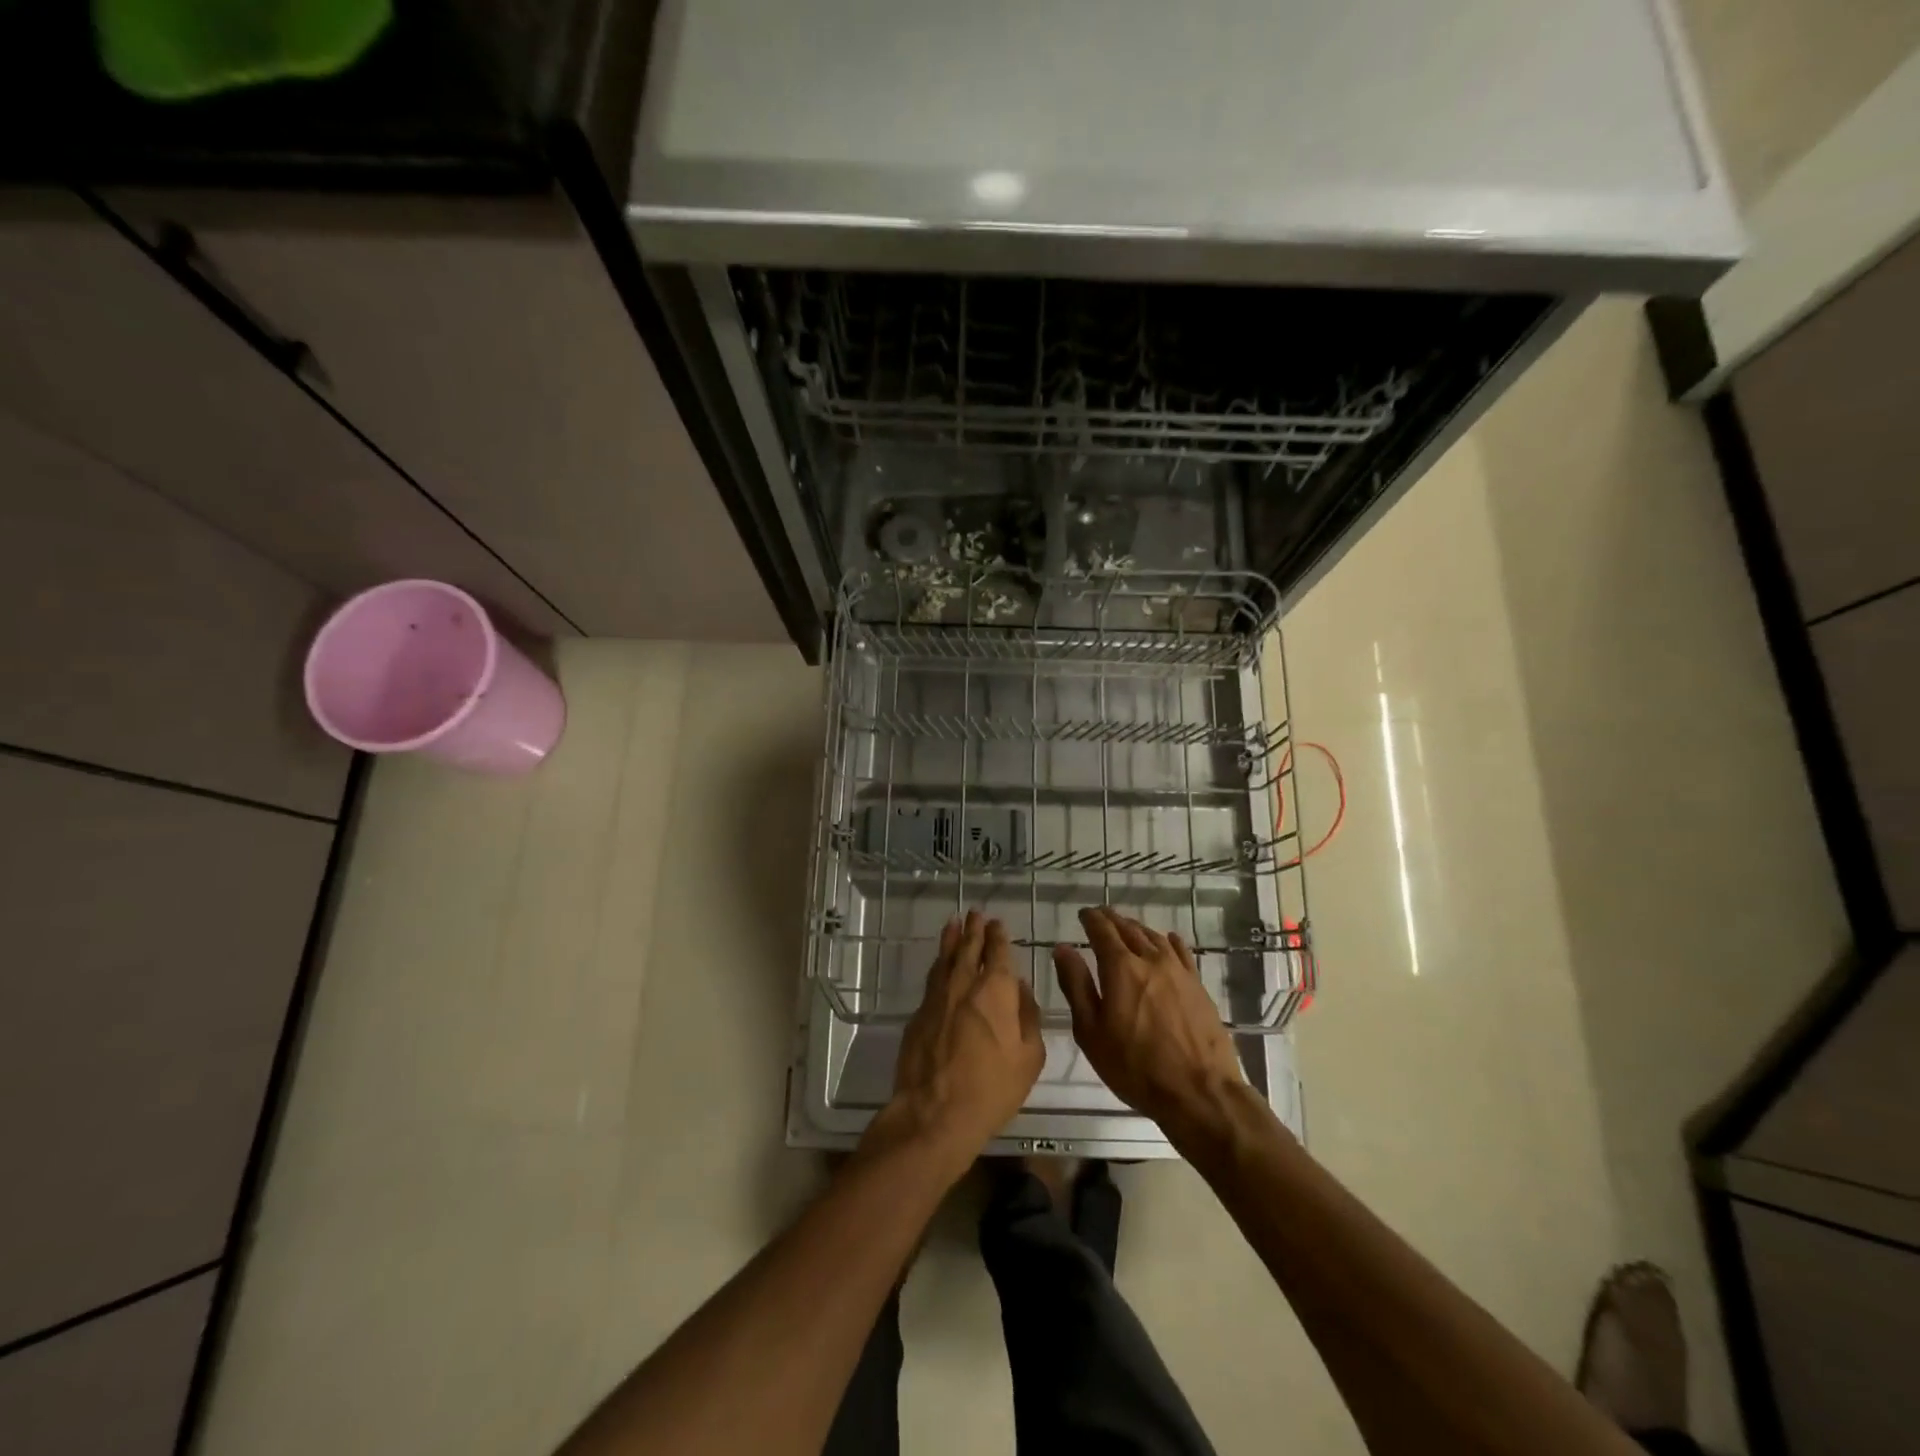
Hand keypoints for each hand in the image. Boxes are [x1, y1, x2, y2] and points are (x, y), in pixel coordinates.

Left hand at [872, 911, 1043, 1170]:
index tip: (997, 924)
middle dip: (973, 930)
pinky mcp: (918, 1014)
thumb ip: (1028, 1017)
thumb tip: (1019, 989)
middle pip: (968, 948)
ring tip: (953, 924)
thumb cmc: (992, 1089)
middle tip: (975, 913)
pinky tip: (940, 964)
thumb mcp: (1029, 1058)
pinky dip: (939, 965)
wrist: (935, 1113)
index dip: (998, 936)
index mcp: (995, 991)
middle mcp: (964, 984)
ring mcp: (937, 997)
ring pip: (945, 959)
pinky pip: (932, 979)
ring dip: (951, 940)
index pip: (998, 952)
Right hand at [1053, 907, 1246, 1140]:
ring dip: (1137, 928)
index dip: (1091, 919)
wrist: (1199, 1092)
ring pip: (1154, 938)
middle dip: (1112, 920)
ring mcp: (1178, 971)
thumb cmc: (1135, 1067)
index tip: (1083, 914)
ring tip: (1127, 928)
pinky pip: (1181, 953)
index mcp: (1121, 967)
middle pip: (1128, 929)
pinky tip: (1168, 940)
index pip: (1102, 930)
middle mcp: (1150, 959)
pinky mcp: (1198, 986)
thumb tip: (1063, 948)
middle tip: (1101, 916)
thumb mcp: (1091, 1032)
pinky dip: (1169, 941)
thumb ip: (1076, 986)